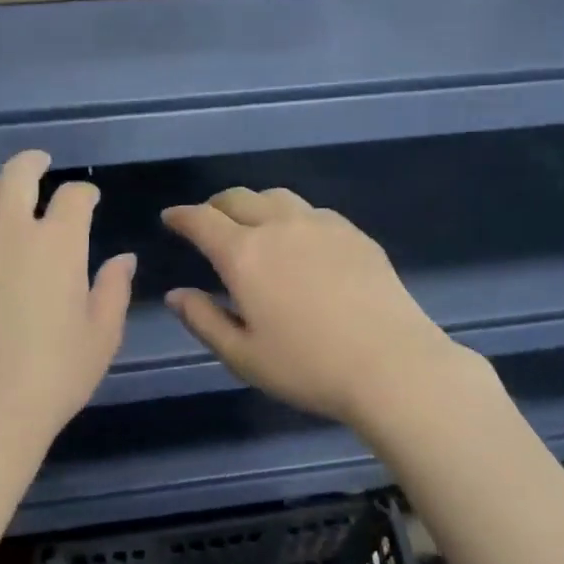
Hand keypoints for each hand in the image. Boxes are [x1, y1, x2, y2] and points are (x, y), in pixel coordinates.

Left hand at [0, 151, 134, 483]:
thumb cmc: (53, 375)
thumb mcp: (102, 336)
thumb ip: (113, 289)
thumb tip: (123, 258)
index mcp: (58, 243)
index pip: (74, 197)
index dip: (85, 193)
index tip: (89, 199)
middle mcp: (9, 231)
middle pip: (17, 174)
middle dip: (33, 163)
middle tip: (40, 165)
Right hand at [162, 187, 476, 427]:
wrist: (392, 364)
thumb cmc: (308, 366)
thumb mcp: (243, 355)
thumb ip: (203, 320)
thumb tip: (175, 295)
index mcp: (244, 254)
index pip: (202, 220)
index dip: (181, 217)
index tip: (171, 218)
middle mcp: (279, 226)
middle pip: (238, 198)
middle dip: (215, 206)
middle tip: (208, 222)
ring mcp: (321, 224)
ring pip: (277, 197)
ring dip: (254, 205)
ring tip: (252, 224)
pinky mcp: (354, 233)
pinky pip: (311, 211)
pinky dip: (291, 216)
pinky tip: (299, 240)